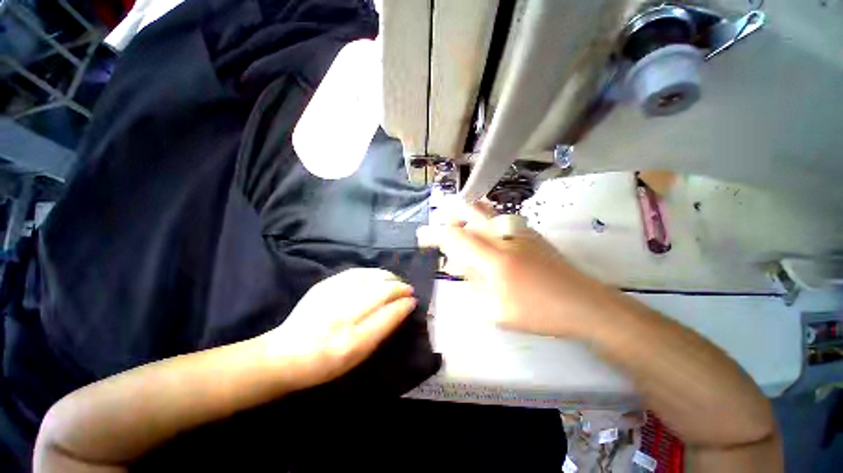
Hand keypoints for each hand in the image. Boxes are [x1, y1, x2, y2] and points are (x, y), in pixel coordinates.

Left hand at [262, 268, 416, 389]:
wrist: (286, 354)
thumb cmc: (326, 363)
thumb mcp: (359, 357)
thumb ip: (382, 332)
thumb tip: (402, 309)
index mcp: (352, 342)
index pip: (387, 316)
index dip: (403, 306)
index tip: (413, 301)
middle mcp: (342, 317)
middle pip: (380, 293)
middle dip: (399, 288)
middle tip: (408, 289)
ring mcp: (331, 297)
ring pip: (369, 279)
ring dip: (388, 277)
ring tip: (397, 280)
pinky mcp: (323, 285)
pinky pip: (355, 273)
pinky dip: (372, 272)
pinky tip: (379, 275)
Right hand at [418, 203, 614, 337]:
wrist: (583, 304)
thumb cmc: (538, 312)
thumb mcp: (496, 310)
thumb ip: (474, 285)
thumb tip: (461, 267)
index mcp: (494, 258)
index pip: (457, 237)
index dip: (436, 234)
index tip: (423, 236)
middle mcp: (504, 237)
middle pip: (472, 211)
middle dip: (453, 213)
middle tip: (444, 222)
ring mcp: (520, 232)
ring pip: (488, 212)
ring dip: (470, 214)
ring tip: (462, 226)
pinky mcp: (531, 234)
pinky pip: (500, 220)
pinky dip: (486, 222)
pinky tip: (486, 236)